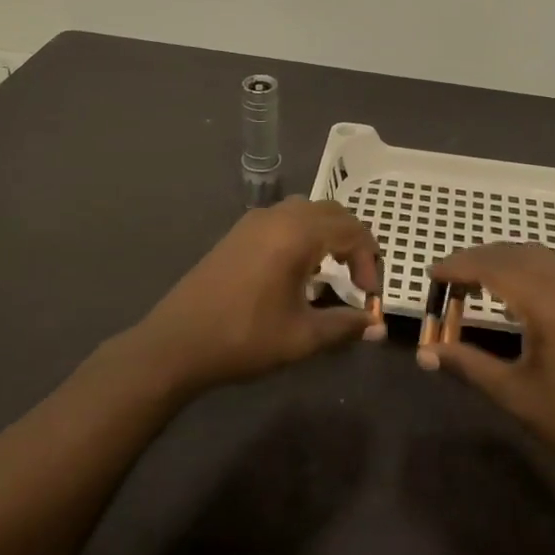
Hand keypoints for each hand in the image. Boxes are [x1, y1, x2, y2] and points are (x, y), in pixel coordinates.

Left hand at [128, 199, 383, 393]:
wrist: (177, 342)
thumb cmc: (244, 338)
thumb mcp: (302, 337)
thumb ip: (345, 326)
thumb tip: (376, 326)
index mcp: (297, 234)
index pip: (352, 231)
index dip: (370, 261)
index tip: (369, 296)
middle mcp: (278, 216)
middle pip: (332, 213)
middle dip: (353, 242)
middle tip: (359, 279)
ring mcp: (254, 221)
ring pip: (306, 212)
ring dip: (327, 234)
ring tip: (331, 272)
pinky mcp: (238, 232)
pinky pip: (283, 219)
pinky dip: (303, 234)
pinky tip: (298, 269)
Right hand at [422, 244, 554, 484]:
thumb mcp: (516, 395)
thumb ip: (468, 365)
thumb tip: (426, 353)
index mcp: (548, 304)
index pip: (493, 268)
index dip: (458, 266)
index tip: (431, 274)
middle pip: (512, 254)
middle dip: (475, 259)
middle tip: (445, 278)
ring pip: (534, 256)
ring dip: (499, 260)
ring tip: (471, 280)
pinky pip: (551, 267)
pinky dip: (521, 267)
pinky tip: (509, 292)